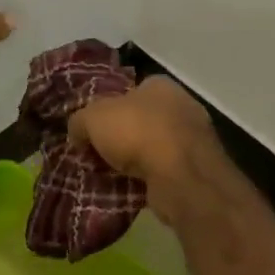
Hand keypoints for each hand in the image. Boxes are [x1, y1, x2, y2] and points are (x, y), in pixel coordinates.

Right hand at [68, 76, 224, 217]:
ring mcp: (193, 138)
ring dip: (136, 161)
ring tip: (112, 176)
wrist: (181, 176)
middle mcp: (181, 105)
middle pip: (141, 120)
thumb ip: (79, 121)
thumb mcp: (93, 118)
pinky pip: (165, 171)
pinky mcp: (197, 170)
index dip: (108, 109)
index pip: (129, 91)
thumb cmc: (137, 132)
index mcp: (159, 85)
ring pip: (154, 147)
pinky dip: (149, 179)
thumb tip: (77, 133)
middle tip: (99, 155)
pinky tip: (131, 190)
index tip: (93, 130)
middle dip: (121, 137)